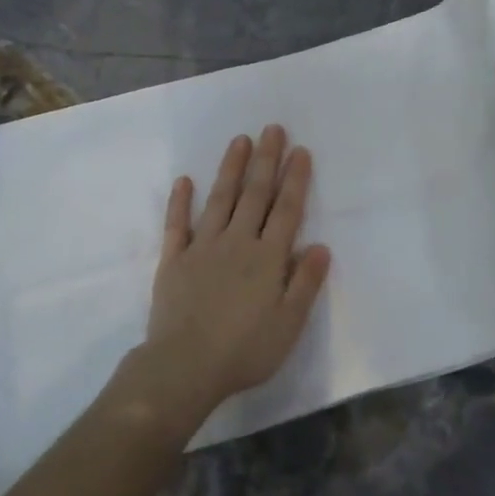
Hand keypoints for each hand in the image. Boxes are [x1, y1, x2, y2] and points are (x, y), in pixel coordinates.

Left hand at [128, 126, 330, 428]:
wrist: (185, 367)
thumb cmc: (245, 350)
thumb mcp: (289, 324)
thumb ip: (306, 283)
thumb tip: (321, 246)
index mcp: (267, 258)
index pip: (286, 211)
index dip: (294, 180)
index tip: (299, 151)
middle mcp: (237, 243)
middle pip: (254, 195)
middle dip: (266, 160)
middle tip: (272, 128)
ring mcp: (202, 248)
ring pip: (220, 199)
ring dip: (231, 169)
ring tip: (240, 140)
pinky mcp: (173, 260)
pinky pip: (177, 225)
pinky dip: (180, 202)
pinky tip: (184, 181)